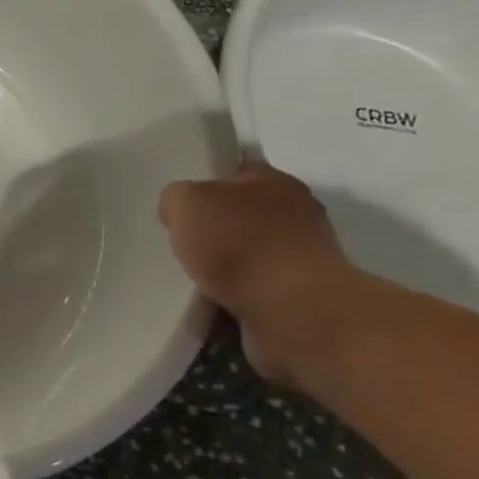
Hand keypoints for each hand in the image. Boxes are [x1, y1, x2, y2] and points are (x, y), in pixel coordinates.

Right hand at [158, 161, 357, 386]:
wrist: (291, 308)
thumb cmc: (238, 242)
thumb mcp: (185, 202)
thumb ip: (176, 197)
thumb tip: (179, 208)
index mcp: (275, 181)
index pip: (237, 170)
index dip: (207, 180)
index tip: (181, 199)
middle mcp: (297, 213)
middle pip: (243, 213)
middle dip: (215, 226)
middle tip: (180, 239)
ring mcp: (302, 257)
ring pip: (248, 253)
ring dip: (224, 264)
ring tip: (189, 275)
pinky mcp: (299, 295)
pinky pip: (253, 289)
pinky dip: (233, 294)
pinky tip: (209, 300)